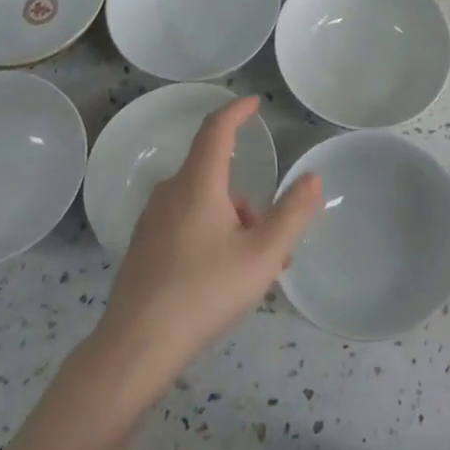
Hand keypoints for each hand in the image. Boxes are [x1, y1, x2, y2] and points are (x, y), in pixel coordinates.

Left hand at [92, 96, 320, 408]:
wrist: (137, 345)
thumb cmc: (205, 292)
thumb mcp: (263, 255)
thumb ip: (292, 213)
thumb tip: (312, 177)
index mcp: (197, 183)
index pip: (217, 129)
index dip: (237, 111)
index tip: (254, 103)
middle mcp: (171, 191)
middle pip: (216, 176)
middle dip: (248, 203)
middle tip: (274, 243)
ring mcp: (152, 219)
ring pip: (203, 204)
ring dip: (232, 224)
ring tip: (253, 272)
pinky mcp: (144, 246)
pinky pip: (186, 223)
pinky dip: (211, 236)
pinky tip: (221, 279)